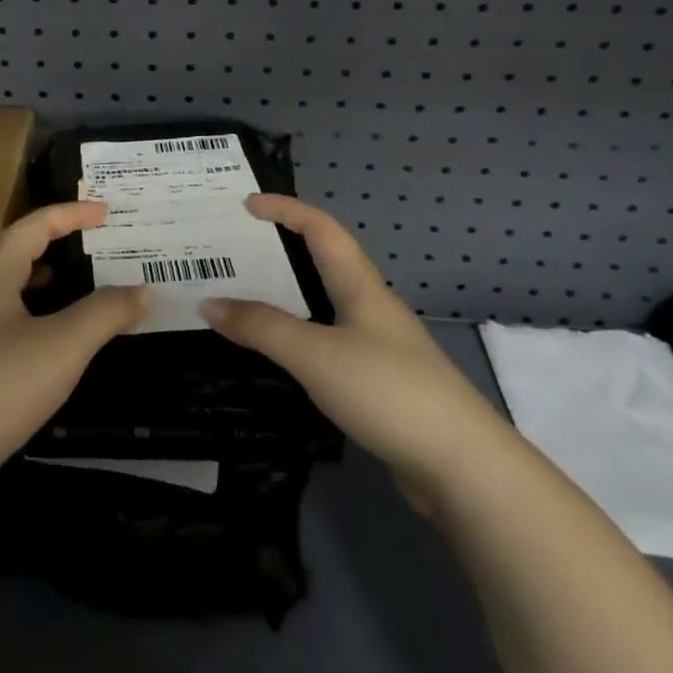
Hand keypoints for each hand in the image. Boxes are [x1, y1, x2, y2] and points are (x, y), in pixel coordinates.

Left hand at [0, 202, 146, 494]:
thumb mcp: (63, 346)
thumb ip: (105, 313)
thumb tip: (142, 290)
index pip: (35, 224)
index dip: (72, 213)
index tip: (106, 212)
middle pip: (18, 250)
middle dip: (58, 242)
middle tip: (96, 244)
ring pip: (8, 286)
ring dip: (44, 278)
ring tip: (79, 285)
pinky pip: (2, 317)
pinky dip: (32, 311)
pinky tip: (47, 340)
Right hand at [201, 195, 515, 507]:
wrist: (464, 468)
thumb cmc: (387, 391)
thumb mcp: (315, 354)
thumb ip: (261, 327)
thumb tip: (208, 303)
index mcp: (360, 286)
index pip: (320, 228)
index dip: (285, 208)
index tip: (246, 204)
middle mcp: (371, 307)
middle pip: (324, 261)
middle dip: (282, 248)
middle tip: (236, 250)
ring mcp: (379, 347)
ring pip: (325, 304)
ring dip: (287, 294)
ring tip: (245, 297)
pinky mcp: (380, 384)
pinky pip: (328, 342)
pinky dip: (298, 335)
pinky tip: (279, 354)